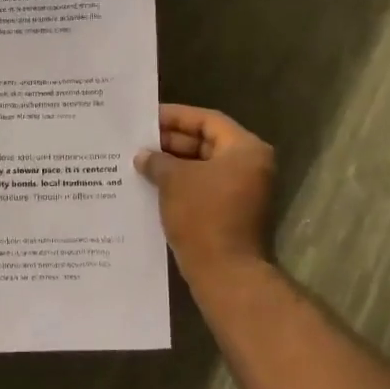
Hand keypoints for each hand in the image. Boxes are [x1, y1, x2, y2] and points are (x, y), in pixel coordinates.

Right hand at [136, 104, 274, 282]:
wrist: (224, 272)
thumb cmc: (203, 215)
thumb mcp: (174, 180)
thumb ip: (157, 161)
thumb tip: (143, 156)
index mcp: (245, 150)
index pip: (208, 120)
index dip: (176, 116)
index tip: (147, 118)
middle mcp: (250, 166)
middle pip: (207, 142)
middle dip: (171, 142)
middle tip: (139, 141)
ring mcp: (243, 191)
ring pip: (203, 167)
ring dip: (173, 164)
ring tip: (140, 162)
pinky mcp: (231, 212)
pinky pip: (203, 187)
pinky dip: (180, 184)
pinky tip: (151, 185)